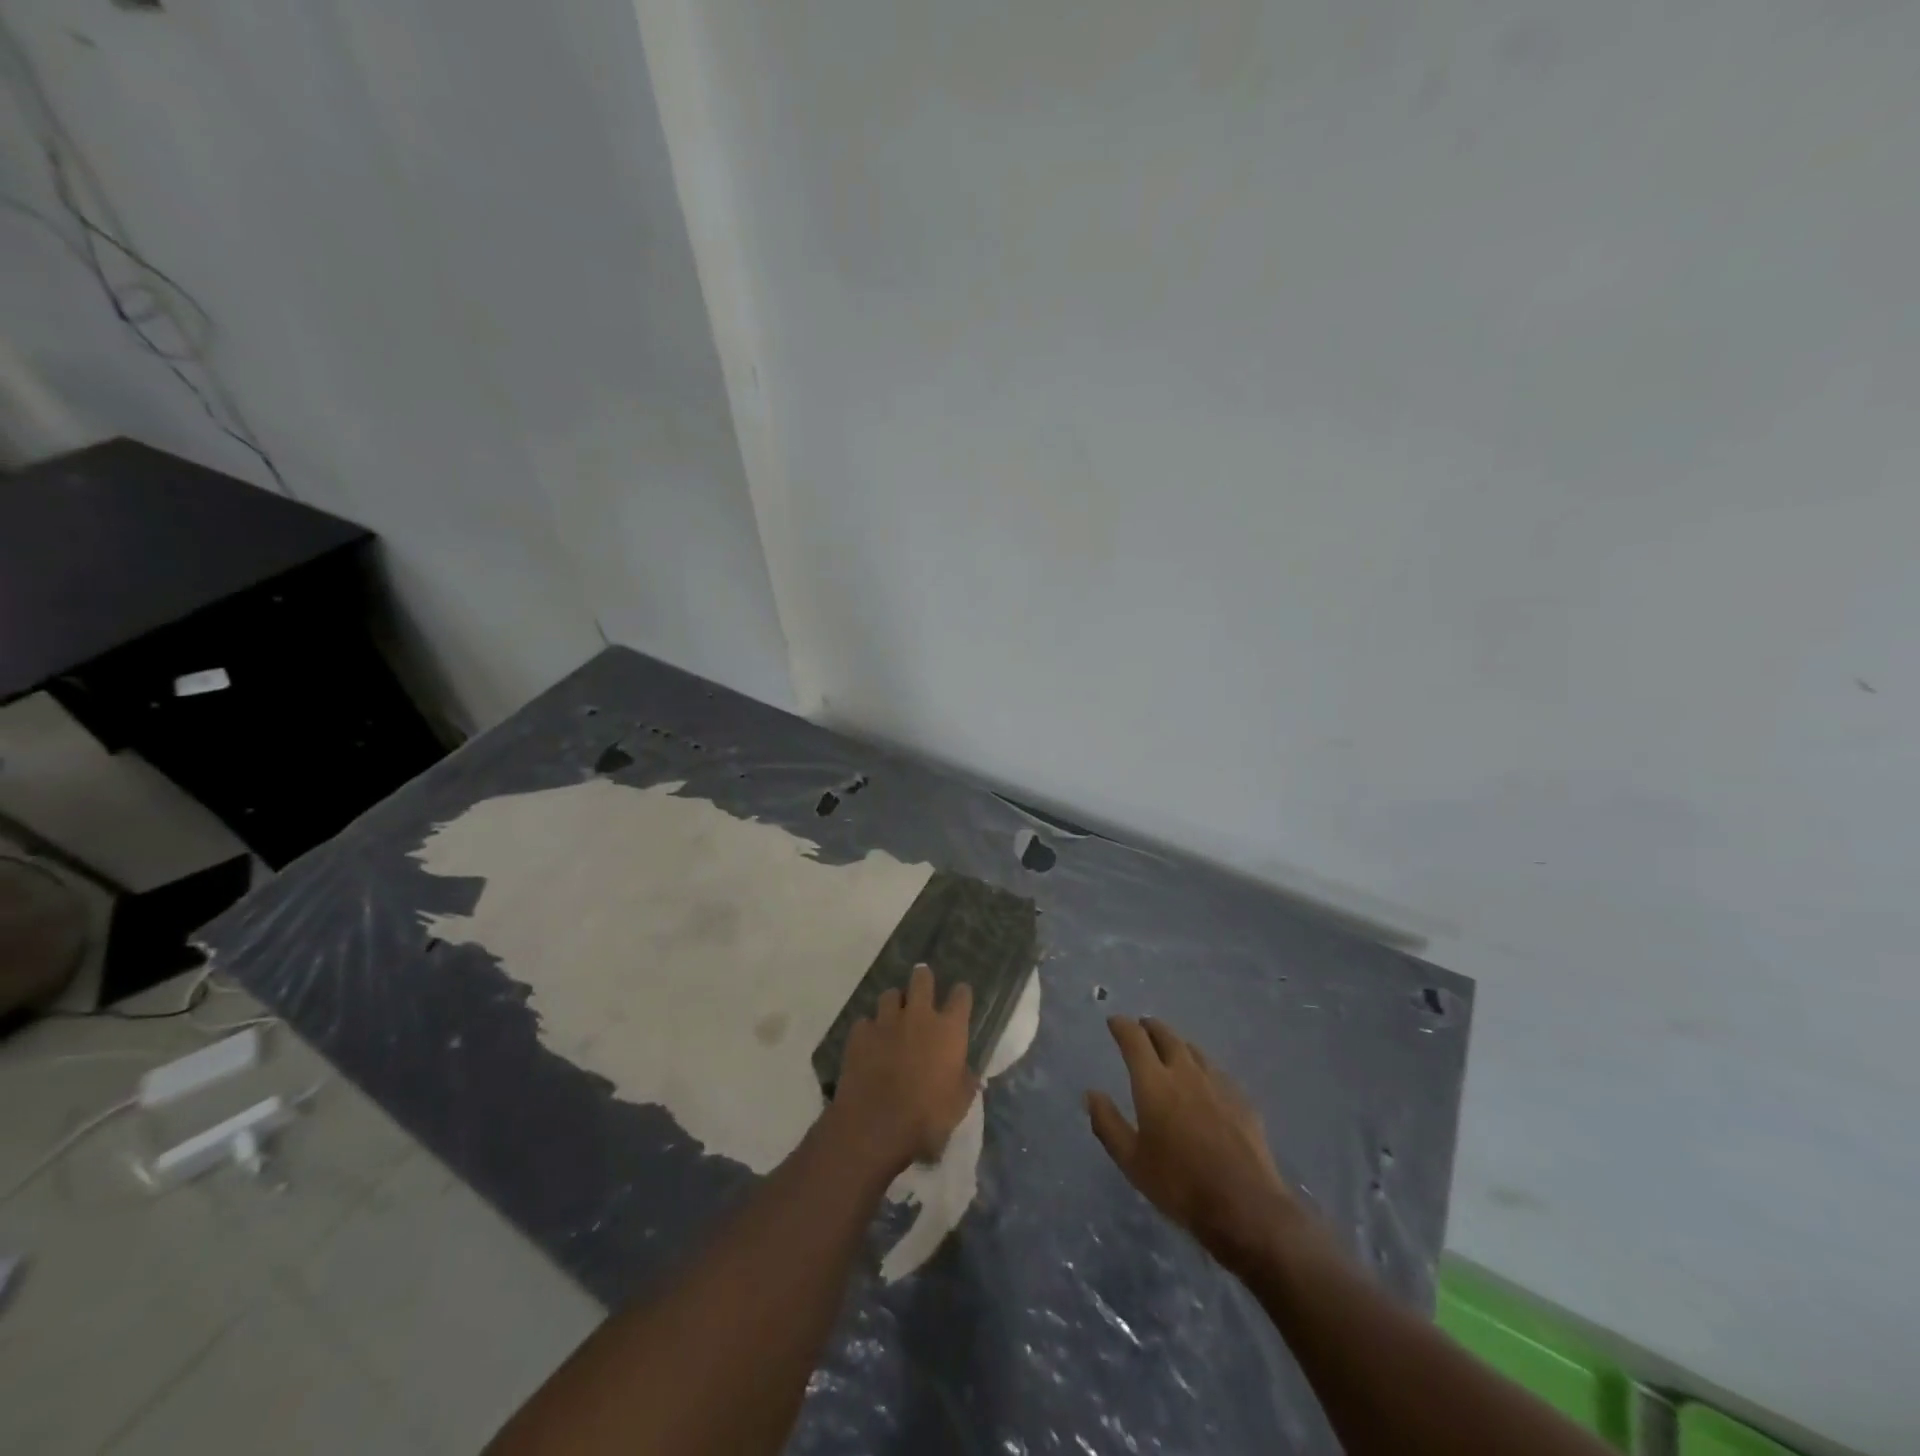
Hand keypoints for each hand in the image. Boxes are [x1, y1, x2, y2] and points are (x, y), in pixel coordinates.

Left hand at [829, 964, 978, 1176]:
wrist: (877, 1124)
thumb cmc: (927, 1116)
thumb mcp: (959, 1104)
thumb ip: (966, 1082)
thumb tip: (970, 1074)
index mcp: (949, 1030)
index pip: (961, 996)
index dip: (961, 994)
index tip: (960, 996)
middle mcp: (919, 1016)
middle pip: (922, 979)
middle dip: (923, 978)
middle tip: (923, 983)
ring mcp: (886, 1021)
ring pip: (890, 994)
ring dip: (894, 1002)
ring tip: (893, 1015)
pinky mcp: (860, 1033)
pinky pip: (865, 1022)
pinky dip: (869, 1029)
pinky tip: (869, 1042)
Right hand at [1087, 1016, 1308, 1268]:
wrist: (1245, 1207)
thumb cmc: (1179, 1184)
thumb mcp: (1131, 1161)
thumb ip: (1108, 1123)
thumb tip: (1091, 1094)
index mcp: (1154, 1083)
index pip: (1134, 1039)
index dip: (1122, 1026)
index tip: (1114, 1021)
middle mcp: (1185, 1073)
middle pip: (1167, 1036)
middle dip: (1150, 1027)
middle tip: (1142, 1027)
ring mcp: (1218, 1084)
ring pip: (1194, 1051)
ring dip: (1178, 1044)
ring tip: (1171, 1049)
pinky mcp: (1242, 1100)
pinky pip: (1216, 1072)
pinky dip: (1202, 1068)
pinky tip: (1205, 1082)